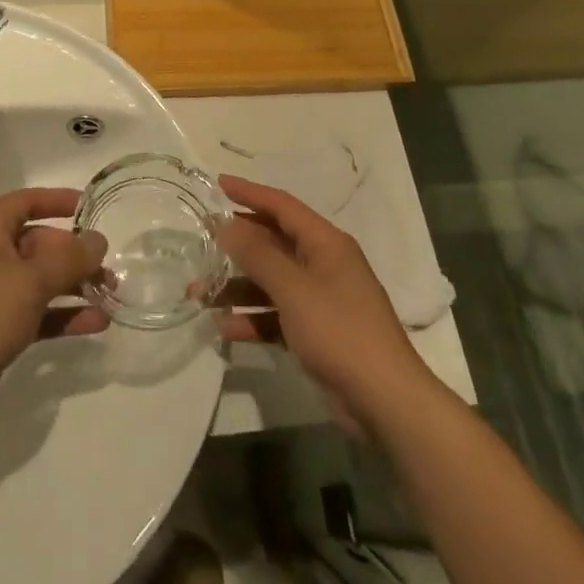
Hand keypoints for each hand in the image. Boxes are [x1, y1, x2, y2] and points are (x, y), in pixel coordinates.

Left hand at [0, 188, 106, 436]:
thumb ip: (69, 259)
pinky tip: (96, 323)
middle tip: (110, 270)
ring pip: (41, 279)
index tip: (92, 207)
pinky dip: (63, 314)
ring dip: (75, 286)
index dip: (60, 201)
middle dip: (76, 255)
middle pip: (40, 243)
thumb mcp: (29, 282)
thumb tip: (99, 240)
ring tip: (111, 295)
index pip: (28, 201)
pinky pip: (36, 311)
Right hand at [214, 175, 436, 434]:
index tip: (219, 184)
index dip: (250, 193)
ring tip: (199, 294)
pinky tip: (224, 329)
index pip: (283, 206)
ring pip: (271, 282)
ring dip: (237, 287)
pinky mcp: (316, 332)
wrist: (384, 399)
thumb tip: (228, 225)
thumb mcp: (294, 289)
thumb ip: (258, 255)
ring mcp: (321, 300)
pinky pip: (277, 315)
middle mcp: (324, 264)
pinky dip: (253, 319)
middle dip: (237, 245)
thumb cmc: (340, 331)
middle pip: (274, 243)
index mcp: (326, 243)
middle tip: (202, 240)